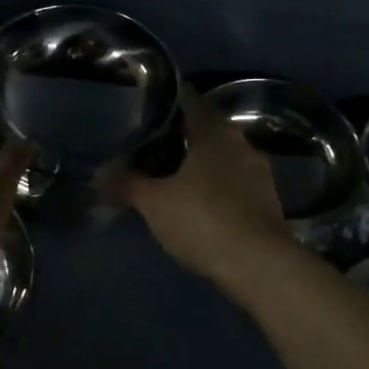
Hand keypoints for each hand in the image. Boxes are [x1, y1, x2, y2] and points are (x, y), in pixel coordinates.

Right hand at [124, 87, 295, 287]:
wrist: (261, 267)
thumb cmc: (204, 220)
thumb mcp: (154, 203)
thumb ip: (127, 183)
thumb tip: (101, 173)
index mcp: (214, 132)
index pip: (189, 100)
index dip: (166, 102)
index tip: (144, 108)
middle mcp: (241, 144)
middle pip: (206, 129)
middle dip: (179, 136)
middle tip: (148, 146)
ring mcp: (258, 173)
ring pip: (221, 158)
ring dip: (199, 164)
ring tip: (168, 176)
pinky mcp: (267, 202)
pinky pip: (233, 183)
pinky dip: (214, 187)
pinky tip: (196, 203)